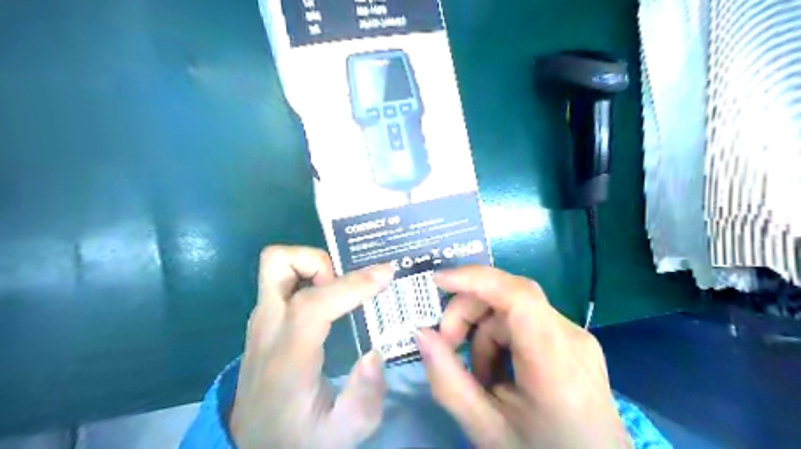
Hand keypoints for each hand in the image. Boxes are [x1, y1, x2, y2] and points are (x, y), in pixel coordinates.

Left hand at [230, 246, 394, 447]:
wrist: (254, 444)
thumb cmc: (298, 436)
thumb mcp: (341, 434)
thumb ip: (364, 399)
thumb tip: (375, 353)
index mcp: (287, 358)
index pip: (312, 305)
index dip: (351, 285)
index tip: (386, 274)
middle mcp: (268, 328)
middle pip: (279, 264)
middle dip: (321, 262)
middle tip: (348, 286)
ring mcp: (262, 320)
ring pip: (276, 264)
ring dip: (313, 266)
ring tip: (339, 292)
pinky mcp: (264, 319)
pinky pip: (283, 279)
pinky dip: (308, 275)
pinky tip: (330, 298)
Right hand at [416, 266, 627, 448]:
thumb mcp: (485, 428)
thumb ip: (448, 380)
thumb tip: (421, 333)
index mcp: (556, 360)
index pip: (517, 294)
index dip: (474, 279)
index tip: (436, 281)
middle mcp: (572, 337)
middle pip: (511, 296)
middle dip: (469, 312)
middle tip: (447, 343)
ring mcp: (577, 337)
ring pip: (514, 310)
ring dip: (484, 332)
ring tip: (478, 375)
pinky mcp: (574, 342)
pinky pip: (526, 323)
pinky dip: (501, 339)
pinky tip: (498, 373)